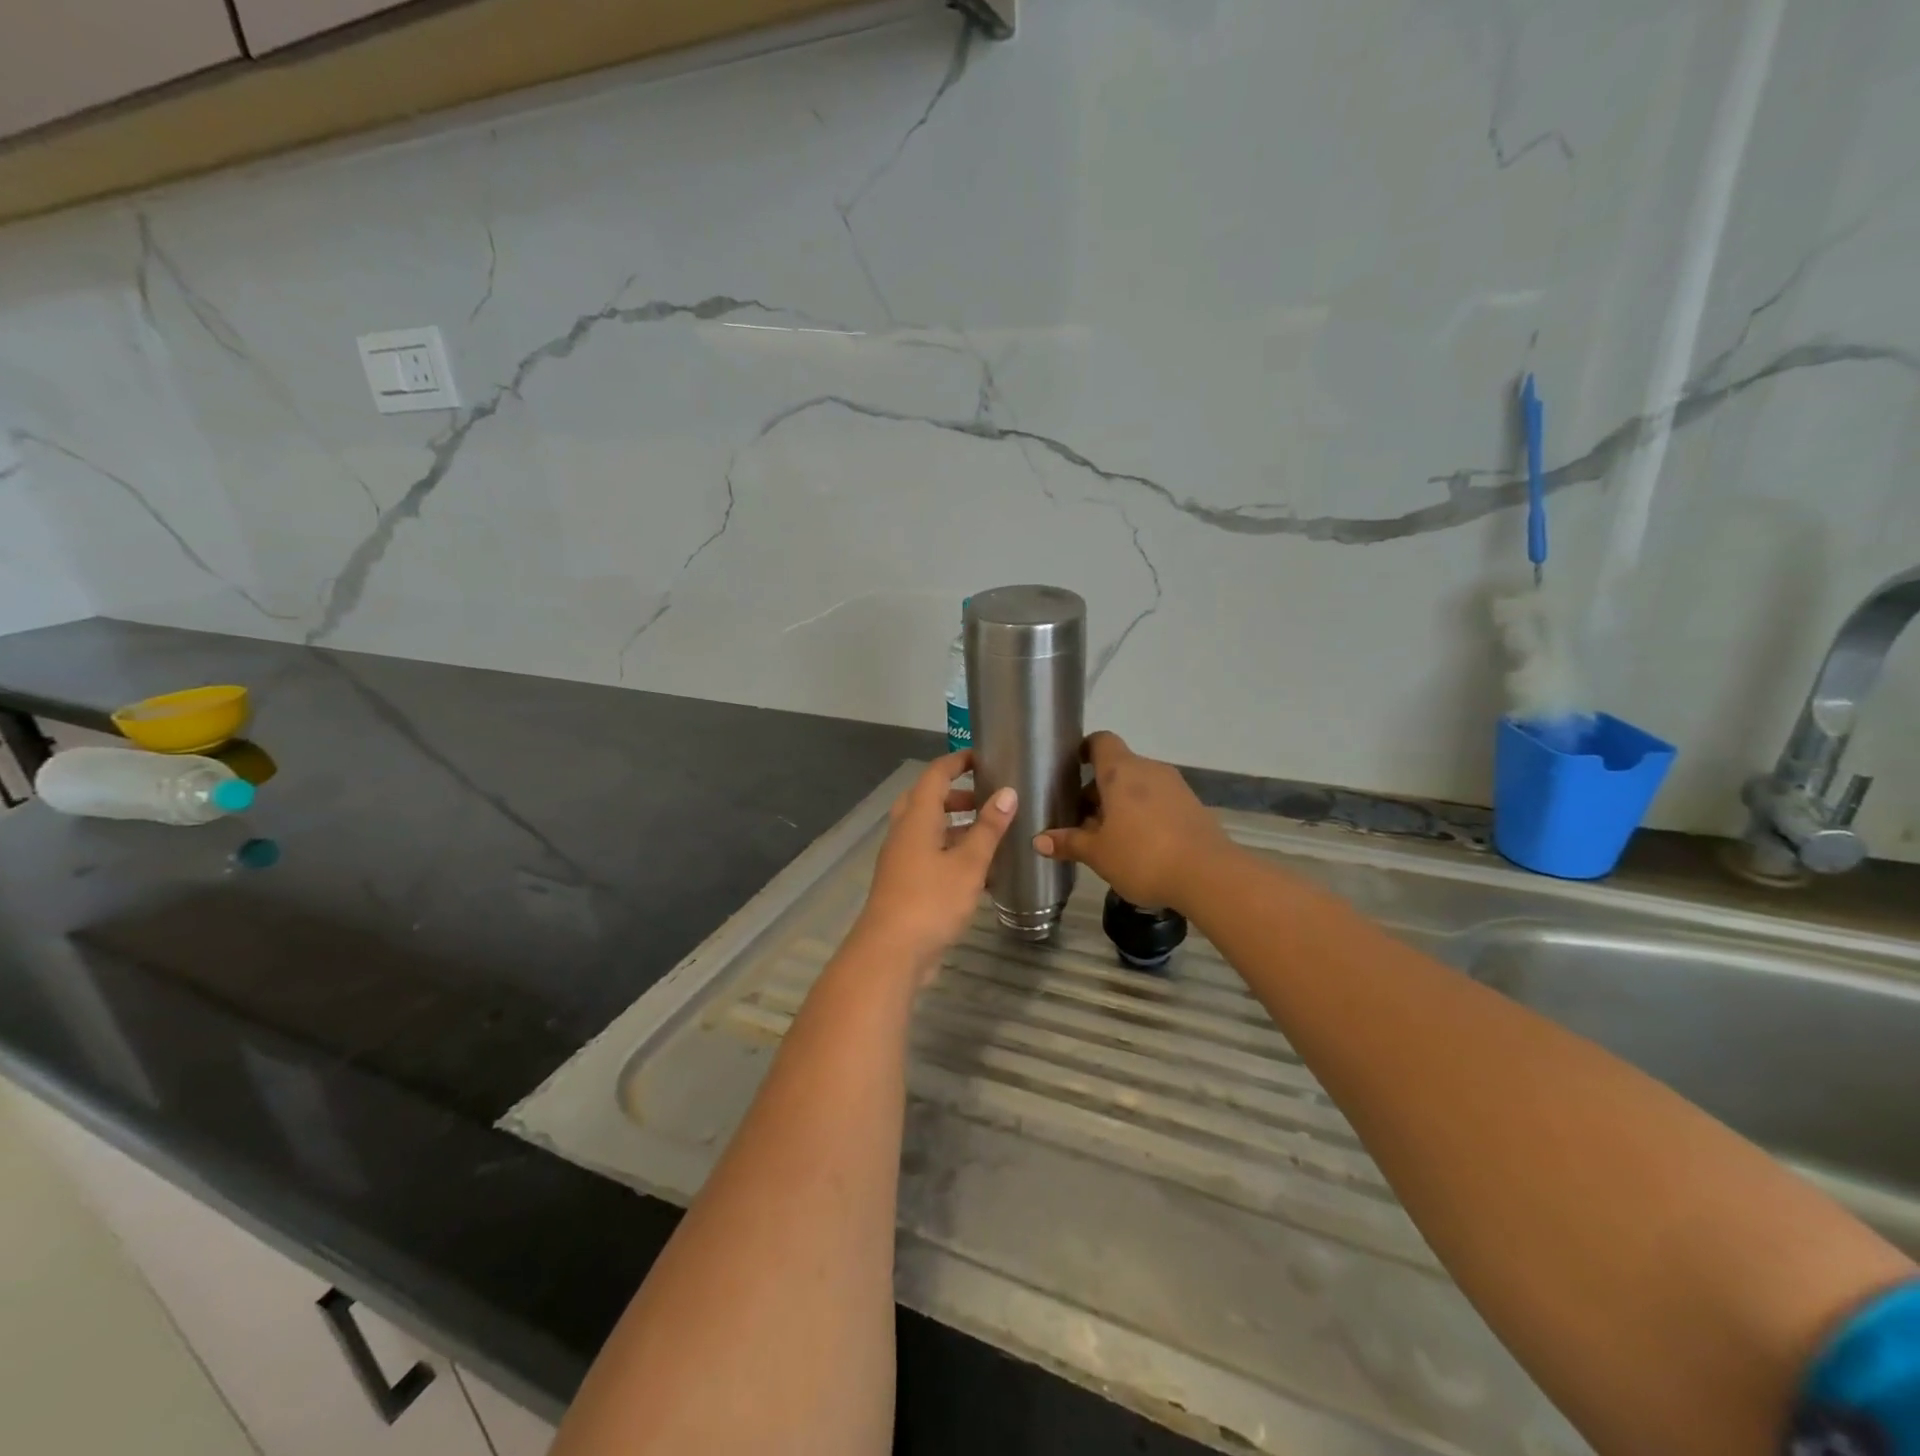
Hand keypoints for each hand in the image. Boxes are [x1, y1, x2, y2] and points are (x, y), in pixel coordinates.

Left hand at [849, 752, 1016, 978]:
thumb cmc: (930, 900)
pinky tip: (980, 872)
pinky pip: (930, 856)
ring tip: (991, 834)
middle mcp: (905, 832)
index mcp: (916, 817)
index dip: (958, 761)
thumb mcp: (968, 863)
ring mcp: (902, 859)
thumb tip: (1007, 792)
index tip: (983, 757)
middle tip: (988, 798)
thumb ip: (989, 828)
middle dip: (958, 796)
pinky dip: (952, 854)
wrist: (891, 953)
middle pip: (928, 800)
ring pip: (929, 830)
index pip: (935, 775)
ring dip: (957, 827)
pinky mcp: (905, 884)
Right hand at [1033, 731, 1233, 912]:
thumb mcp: (1098, 853)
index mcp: (1121, 771)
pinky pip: (1159, 803)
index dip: (1085, 750)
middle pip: (1118, 768)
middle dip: (1098, 791)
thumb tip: (1039, 840)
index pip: (1101, 741)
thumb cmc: (1142, 855)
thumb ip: (1069, 843)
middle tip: (1081, 820)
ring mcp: (1175, 787)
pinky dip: (1144, 816)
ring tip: (1108, 838)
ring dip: (1121, 805)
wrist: (1209, 875)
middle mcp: (1149, 770)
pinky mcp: (1193, 808)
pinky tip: (1138, 847)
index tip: (1072, 768)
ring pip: (1139, 787)